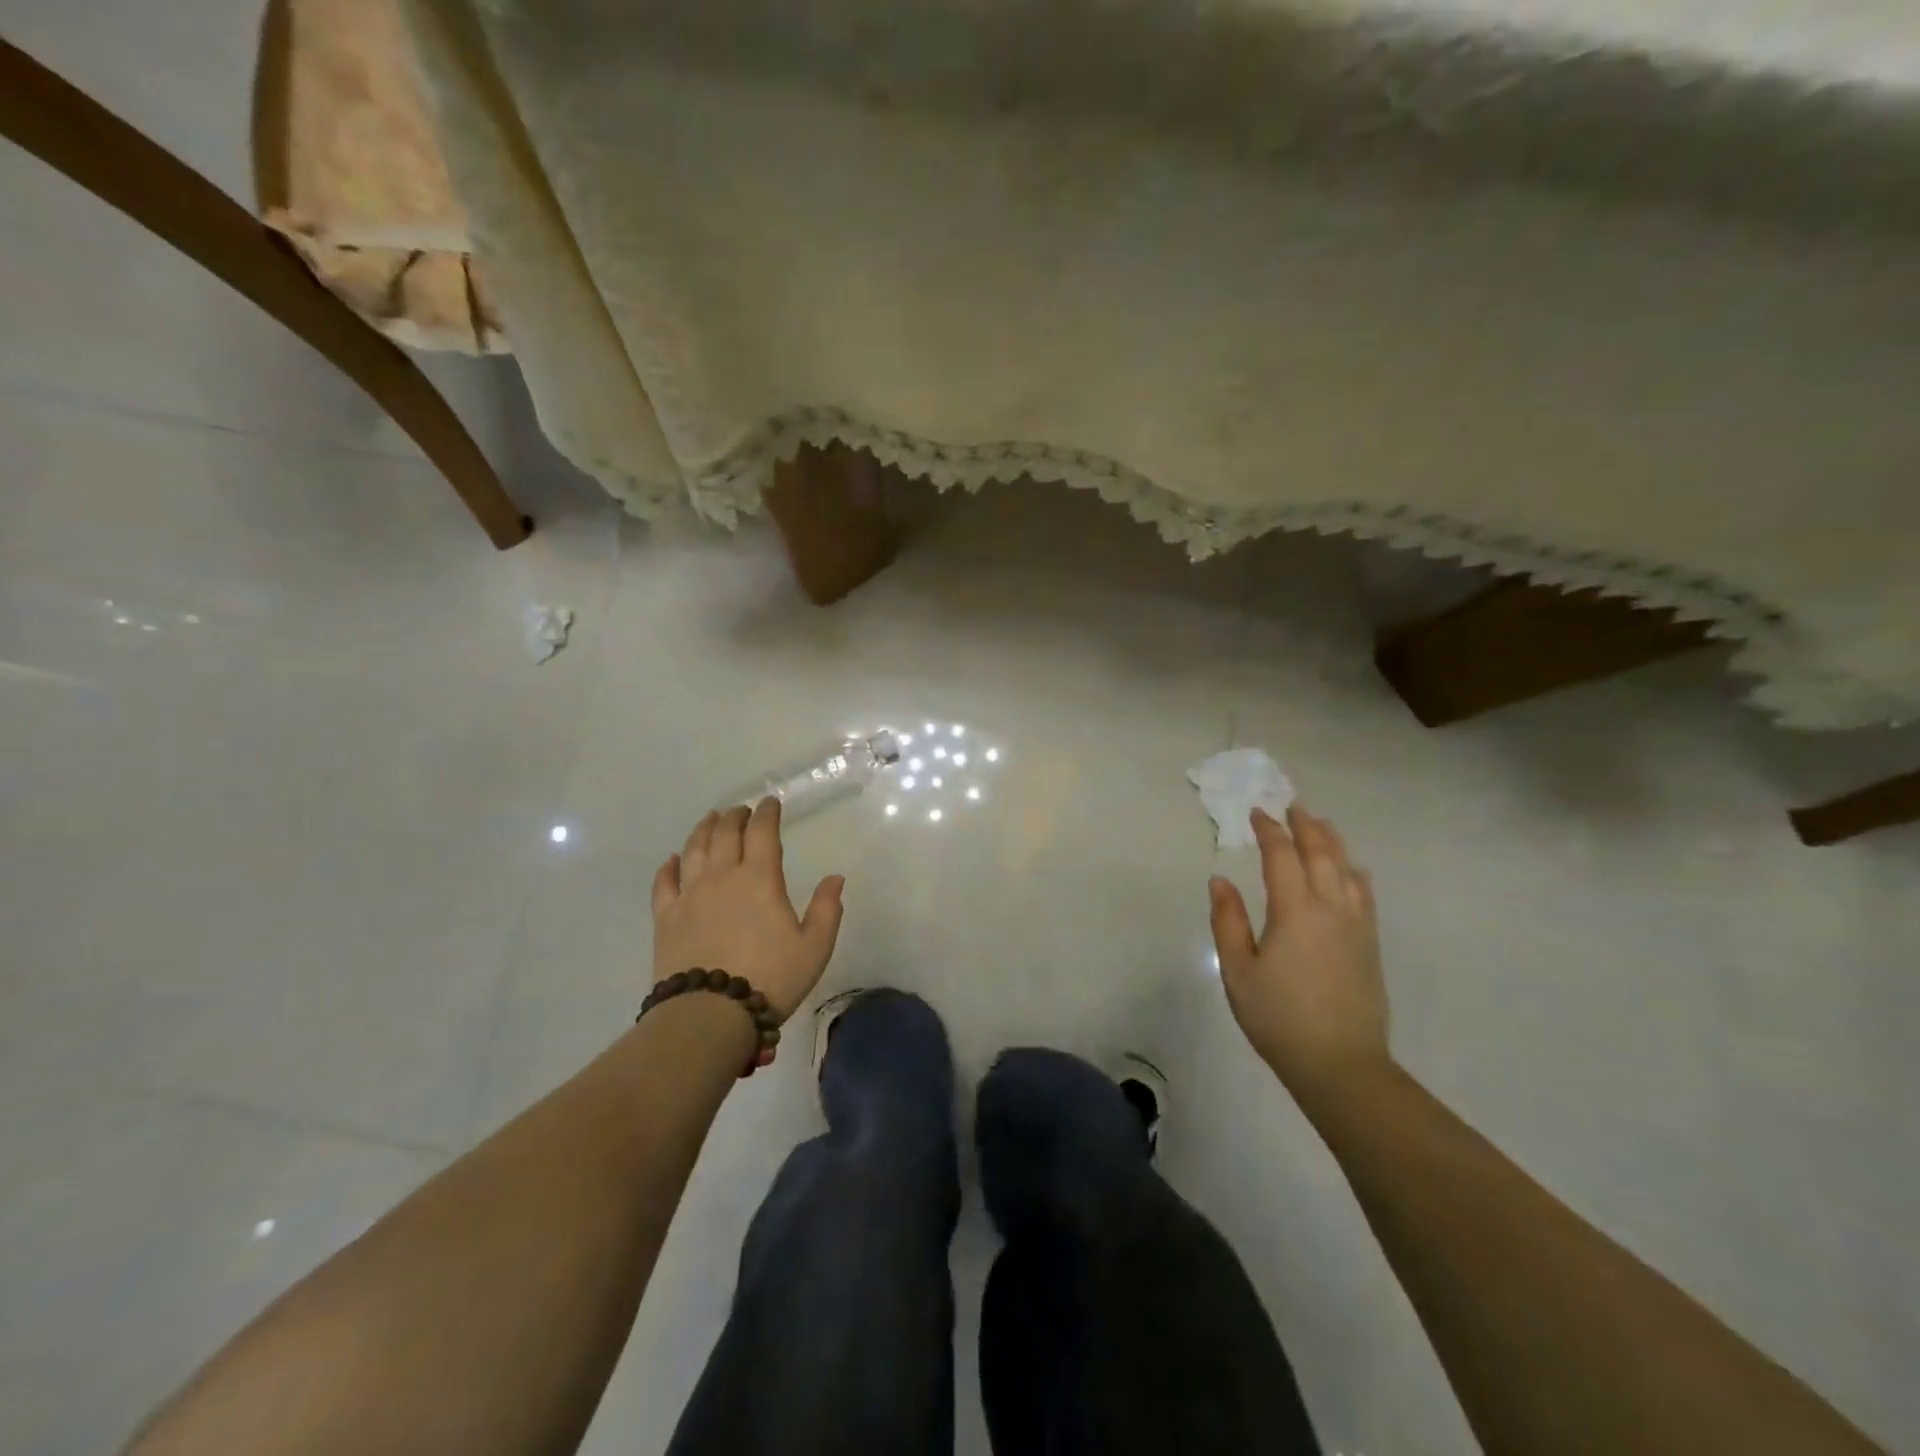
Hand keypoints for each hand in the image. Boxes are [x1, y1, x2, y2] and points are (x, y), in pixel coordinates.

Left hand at [650, 799, 845, 1019]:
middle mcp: (722, 877)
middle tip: (741, 810)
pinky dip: (669, 866)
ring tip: (710, 820)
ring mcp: (690, 895)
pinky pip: (664, 882)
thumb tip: (835, 878)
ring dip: (703, 829)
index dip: (767, 814)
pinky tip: (672, 860)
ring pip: (694, 849)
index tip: (770, 803)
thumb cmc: (770, 978)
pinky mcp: (666, 917)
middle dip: (735, 817)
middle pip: (725, 833)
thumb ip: (827, 909)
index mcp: (760, 879)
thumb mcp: (814, 947)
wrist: (711, 1014)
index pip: (762, 833)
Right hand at [1209, 805, 1389, 1101]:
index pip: (1281, 856)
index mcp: (1295, 910)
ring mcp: (1356, 925)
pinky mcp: (1370, 944)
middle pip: (1321, 853)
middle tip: (1292, 806)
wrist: (1340, 1064)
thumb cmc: (1278, 1017)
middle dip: (1305, 826)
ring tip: (1321, 825)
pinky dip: (1354, 871)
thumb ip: (1228, 921)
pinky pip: (1365, 893)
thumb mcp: (1238, 970)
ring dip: (1332, 842)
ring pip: (1347, 869)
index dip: (1268, 830)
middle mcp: (1331, 907)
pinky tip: (1352, 870)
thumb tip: (1220, 880)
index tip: (1256, 814)